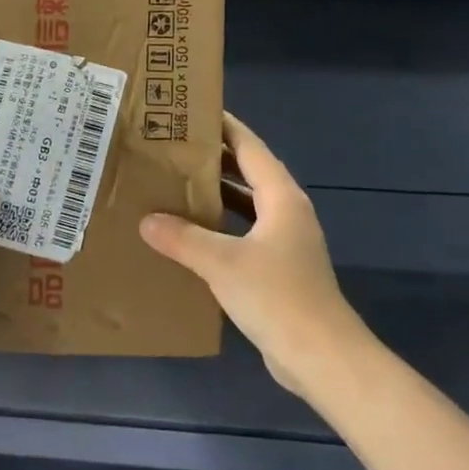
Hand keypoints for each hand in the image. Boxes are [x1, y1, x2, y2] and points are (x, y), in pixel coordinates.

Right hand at [140, 112, 366, 394]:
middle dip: (214, 159)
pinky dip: (220, 227)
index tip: (193, 112)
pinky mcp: (279, 270)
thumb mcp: (222, 262)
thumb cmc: (277, 297)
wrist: (321, 357)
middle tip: (173, 147)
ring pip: (246, 205)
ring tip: (175, 184)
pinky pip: (244, 234)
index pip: (250, 147)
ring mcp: (285, 242)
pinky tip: (190, 235)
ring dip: (216, 194)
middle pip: (248, 173)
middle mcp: (286, 212)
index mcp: (281, 197)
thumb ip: (183, 238)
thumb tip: (147, 220)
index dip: (225, 126)